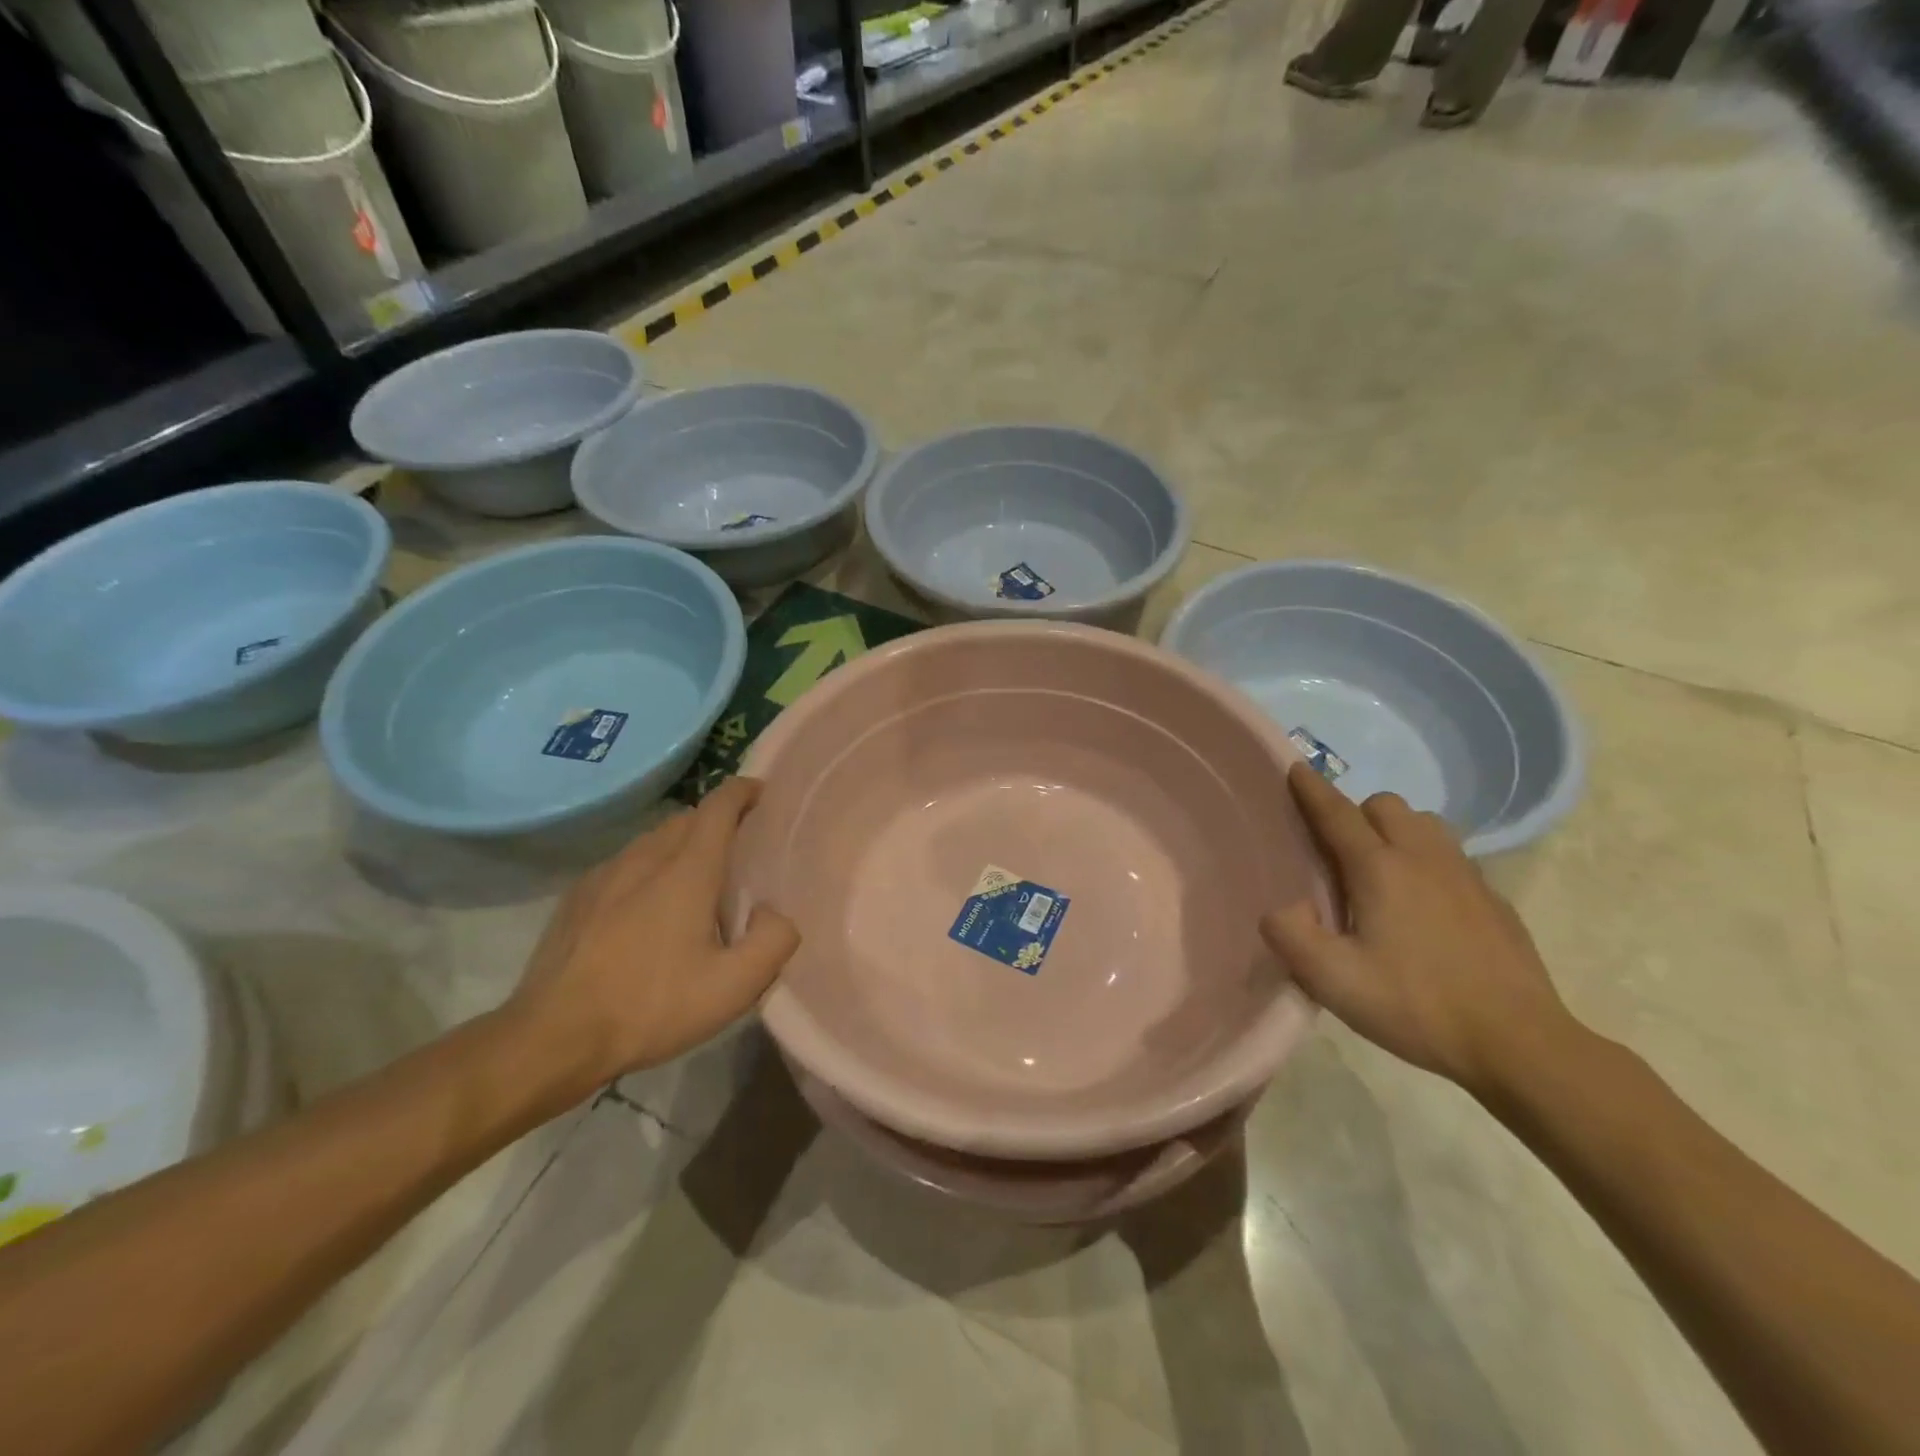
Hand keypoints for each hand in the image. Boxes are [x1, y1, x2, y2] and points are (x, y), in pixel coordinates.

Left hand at [508, 778, 799, 1088]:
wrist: (553, 1038)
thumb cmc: (652, 1007)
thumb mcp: (734, 987)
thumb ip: (774, 940)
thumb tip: (773, 912)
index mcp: (687, 870)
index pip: (719, 805)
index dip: (744, 791)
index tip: (763, 795)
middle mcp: (645, 857)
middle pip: (687, 818)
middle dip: (718, 821)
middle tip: (740, 850)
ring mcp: (604, 874)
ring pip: (653, 839)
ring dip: (682, 845)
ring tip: (696, 881)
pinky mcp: (577, 896)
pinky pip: (625, 864)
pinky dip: (648, 868)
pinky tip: (647, 909)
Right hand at [1260, 762, 1573, 1096]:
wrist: (1518, 1043)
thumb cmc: (1416, 1006)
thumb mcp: (1333, 981)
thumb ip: (1290, 936)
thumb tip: (1280, 907)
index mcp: (1380, 869)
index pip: (1337, 814)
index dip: (1312, 789)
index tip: (1296, 768)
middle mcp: (1423, 858)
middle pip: (1385, 805)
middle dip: (1356, 813)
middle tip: (1339, 852)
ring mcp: (1466, 875)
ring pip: (1425, 823)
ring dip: (1396, 830)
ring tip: (1383, 869)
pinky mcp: (1494, 899)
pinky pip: (1453, 855)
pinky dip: (1428, 858)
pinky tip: (1425, 902)